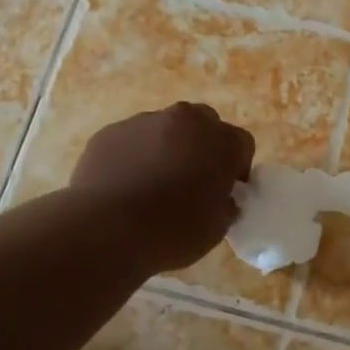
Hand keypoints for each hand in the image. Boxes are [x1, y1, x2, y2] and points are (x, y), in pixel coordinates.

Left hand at [69, 103, 255, 273]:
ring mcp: (143, 122)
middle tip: (194, 181)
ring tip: (153, 187)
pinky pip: (130, 142)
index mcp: (220, 139)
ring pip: (164, 130)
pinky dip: (133, 157)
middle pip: (203, 124)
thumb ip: (225, 203)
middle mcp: (184, 119)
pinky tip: (125, 187)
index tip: (228, 191)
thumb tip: (220, 198)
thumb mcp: (218, 226)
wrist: (107, 230)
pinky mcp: (109, 133)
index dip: (237, 168)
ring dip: (166, 149)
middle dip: (203, 147)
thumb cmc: (174, 230)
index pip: (242, 144)